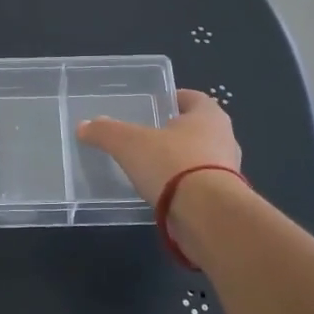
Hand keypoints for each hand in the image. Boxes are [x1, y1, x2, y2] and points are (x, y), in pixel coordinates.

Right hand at [76, 89, 240, 207]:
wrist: (207, 215)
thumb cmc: (172, 164)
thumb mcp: (129, 144)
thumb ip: (106, 132)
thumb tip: (84, 127)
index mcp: (209, 115)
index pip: (193, 98)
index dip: (174, 99)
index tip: (156, 105)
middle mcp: (225, 138)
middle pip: (199, 128)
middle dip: (176, 132)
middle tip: (149, 136)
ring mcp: (229, 171)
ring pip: (202, 158)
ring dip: (182, 161)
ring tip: (153, 167)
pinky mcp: (225, 200)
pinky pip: (201, 186)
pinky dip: (185, 187)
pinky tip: (164, 194)